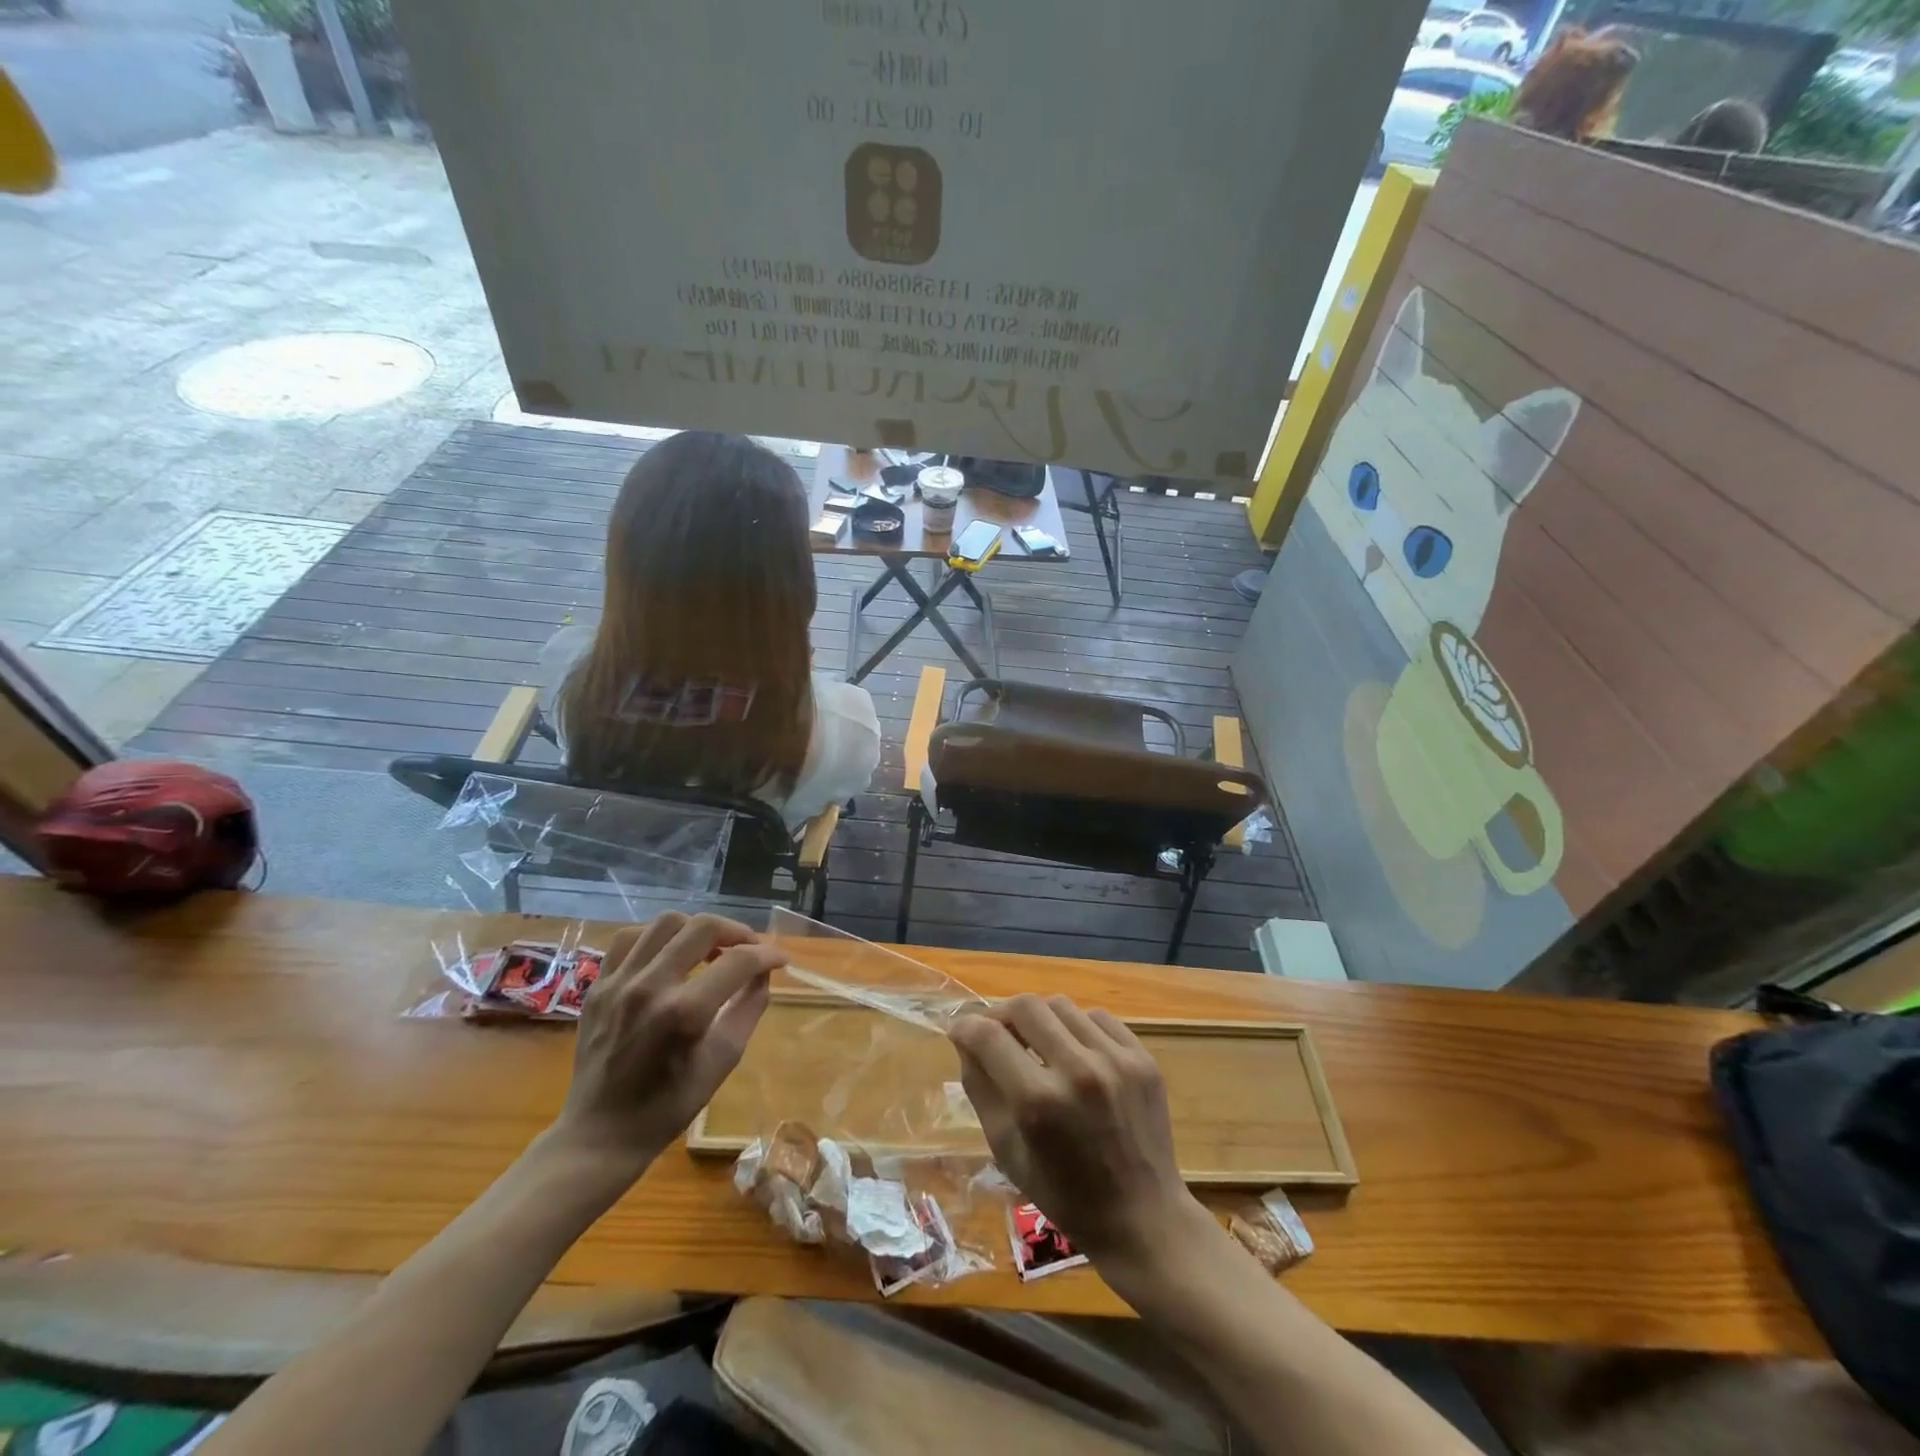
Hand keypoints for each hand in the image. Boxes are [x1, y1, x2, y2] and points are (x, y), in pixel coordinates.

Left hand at [551, 913, 787, 1173]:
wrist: (599, 1134)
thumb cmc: (668, 1106)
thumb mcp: (722, 1061)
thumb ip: (749, 1008)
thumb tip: (763, 973)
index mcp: (683, 1013)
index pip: (738, 961)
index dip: (767, 955)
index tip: (780, 960)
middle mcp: (649, 987)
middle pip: (702, 927)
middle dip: (736, 931)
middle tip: (749, 948)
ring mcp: (617, 982)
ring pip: (666, 923)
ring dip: (698, 929)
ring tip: (711, 948)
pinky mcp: (598, 985)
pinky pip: (630, 938)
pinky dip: (658, 938)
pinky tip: (671, 953)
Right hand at [949, 994, 1206, 1270]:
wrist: (1143, 1218)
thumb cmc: (1065, 1195)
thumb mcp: (1007, 1151)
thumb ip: (981, 1089)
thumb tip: (965, 1040)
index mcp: (1039, 1102)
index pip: (989, 1036)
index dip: (966, 1026)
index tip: (959, 1029)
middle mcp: (1078, 1070)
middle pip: (1026, 1006)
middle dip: (1001, 1013)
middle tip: (996, 1032)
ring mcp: (1116, 1060)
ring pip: (1061, 1005)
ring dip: (1039, 1018)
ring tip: (1036, 1043)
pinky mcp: (1142, 1057)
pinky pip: (1097, 1018)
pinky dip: (1076, 1027)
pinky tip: (1074, 1051)